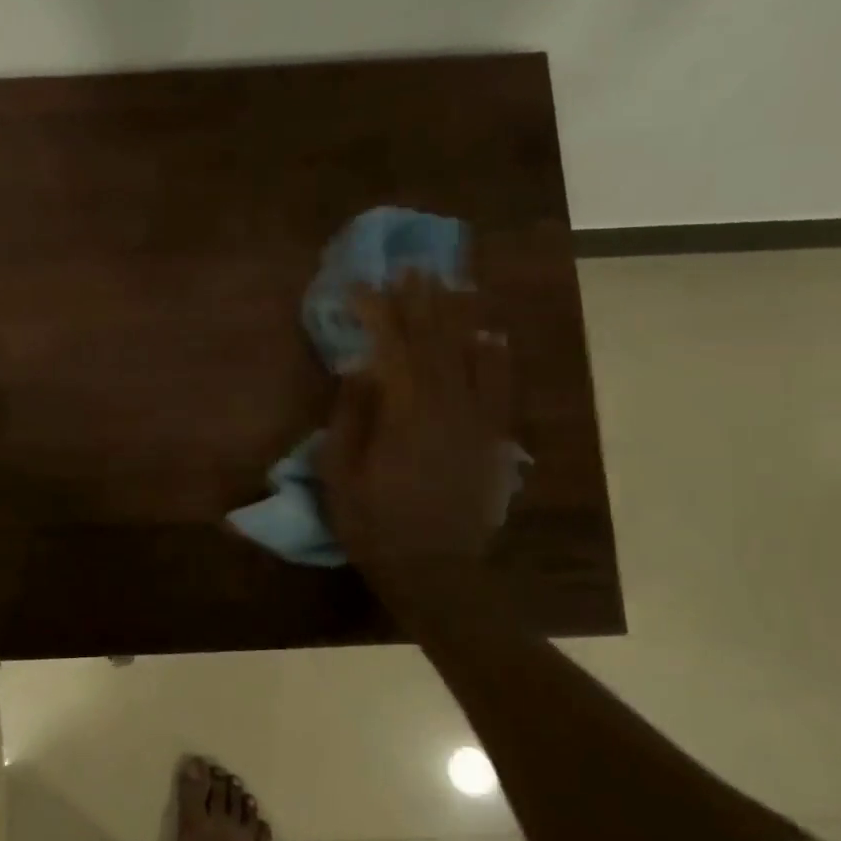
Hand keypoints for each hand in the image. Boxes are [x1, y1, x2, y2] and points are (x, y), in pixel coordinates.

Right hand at [318, 273, 511, 590]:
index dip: (376, 314)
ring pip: (471, 357)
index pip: (391, 349)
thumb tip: (360, 370)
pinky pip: (500, 389)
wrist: (436, 570)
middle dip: (421, 304)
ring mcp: (475, 422)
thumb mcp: (341, 474)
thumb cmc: (374, 524)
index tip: (360, 288)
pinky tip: (493, 336)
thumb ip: (350, 418)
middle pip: (435, 343)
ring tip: (451, 285)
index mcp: (404, 415)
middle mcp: (446, 408)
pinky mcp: (492, 440)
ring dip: (459, 318)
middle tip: (412, 270)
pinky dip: (496, 358)